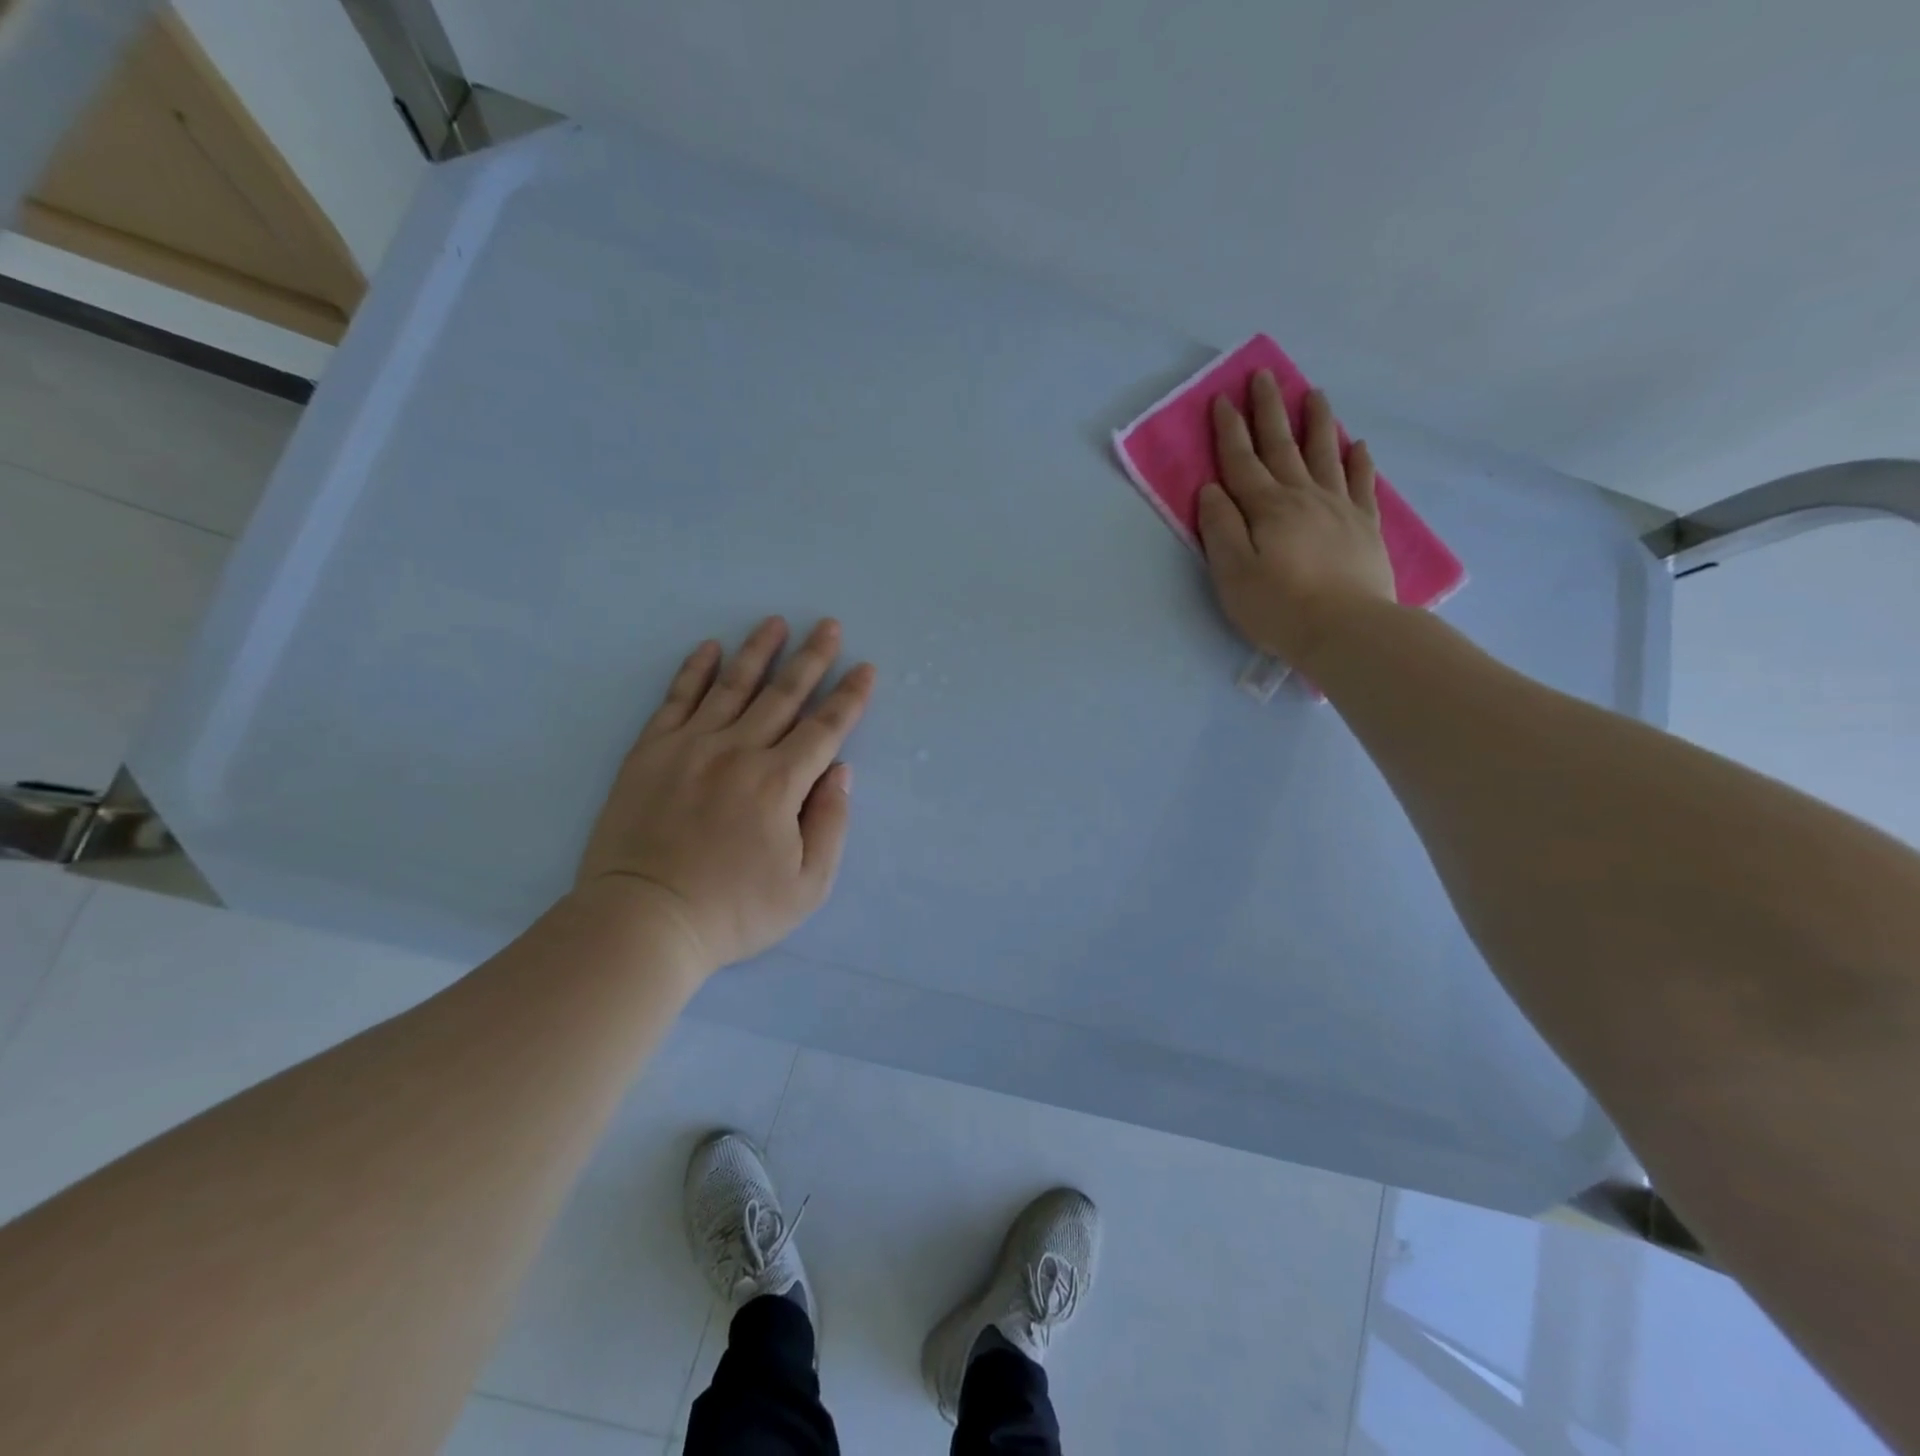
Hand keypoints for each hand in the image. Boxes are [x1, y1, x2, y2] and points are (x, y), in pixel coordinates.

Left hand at [578, 617, 875, 971]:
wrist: (644, 921)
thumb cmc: (733, 911)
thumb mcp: (807, 886)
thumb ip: (831, 823)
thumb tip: (840, 771)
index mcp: (779, 783)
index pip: (825, 729)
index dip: (850, 697)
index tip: (865, 668)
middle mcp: (738, 751)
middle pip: (784, 694)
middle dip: (812, 658)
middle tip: (828, 625)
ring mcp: (690, 746)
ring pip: (732, 686)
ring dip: (758, 651)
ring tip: (775, 622)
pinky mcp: (650, 751)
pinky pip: (677, 699)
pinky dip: (695, 670)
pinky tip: (709, 648)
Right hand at [1196, 371, 1396, 665]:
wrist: (1346, 630)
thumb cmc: (1278, 607)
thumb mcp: (1231, 573)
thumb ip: (1220, 527)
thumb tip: (1212, 489)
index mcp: (1266, 508)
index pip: (1242, 461)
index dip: (1230, 429)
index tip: (1222, 398)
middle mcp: (1303, 497)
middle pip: (1283, 446)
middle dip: (1269, 410)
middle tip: (1263, 376)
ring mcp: (1339, 508)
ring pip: (1325, 454)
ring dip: (1316, 422)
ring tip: (1313, 393)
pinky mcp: (1364, 527)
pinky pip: (1361, 483)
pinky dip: (1358, 460)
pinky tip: (1357, 445)